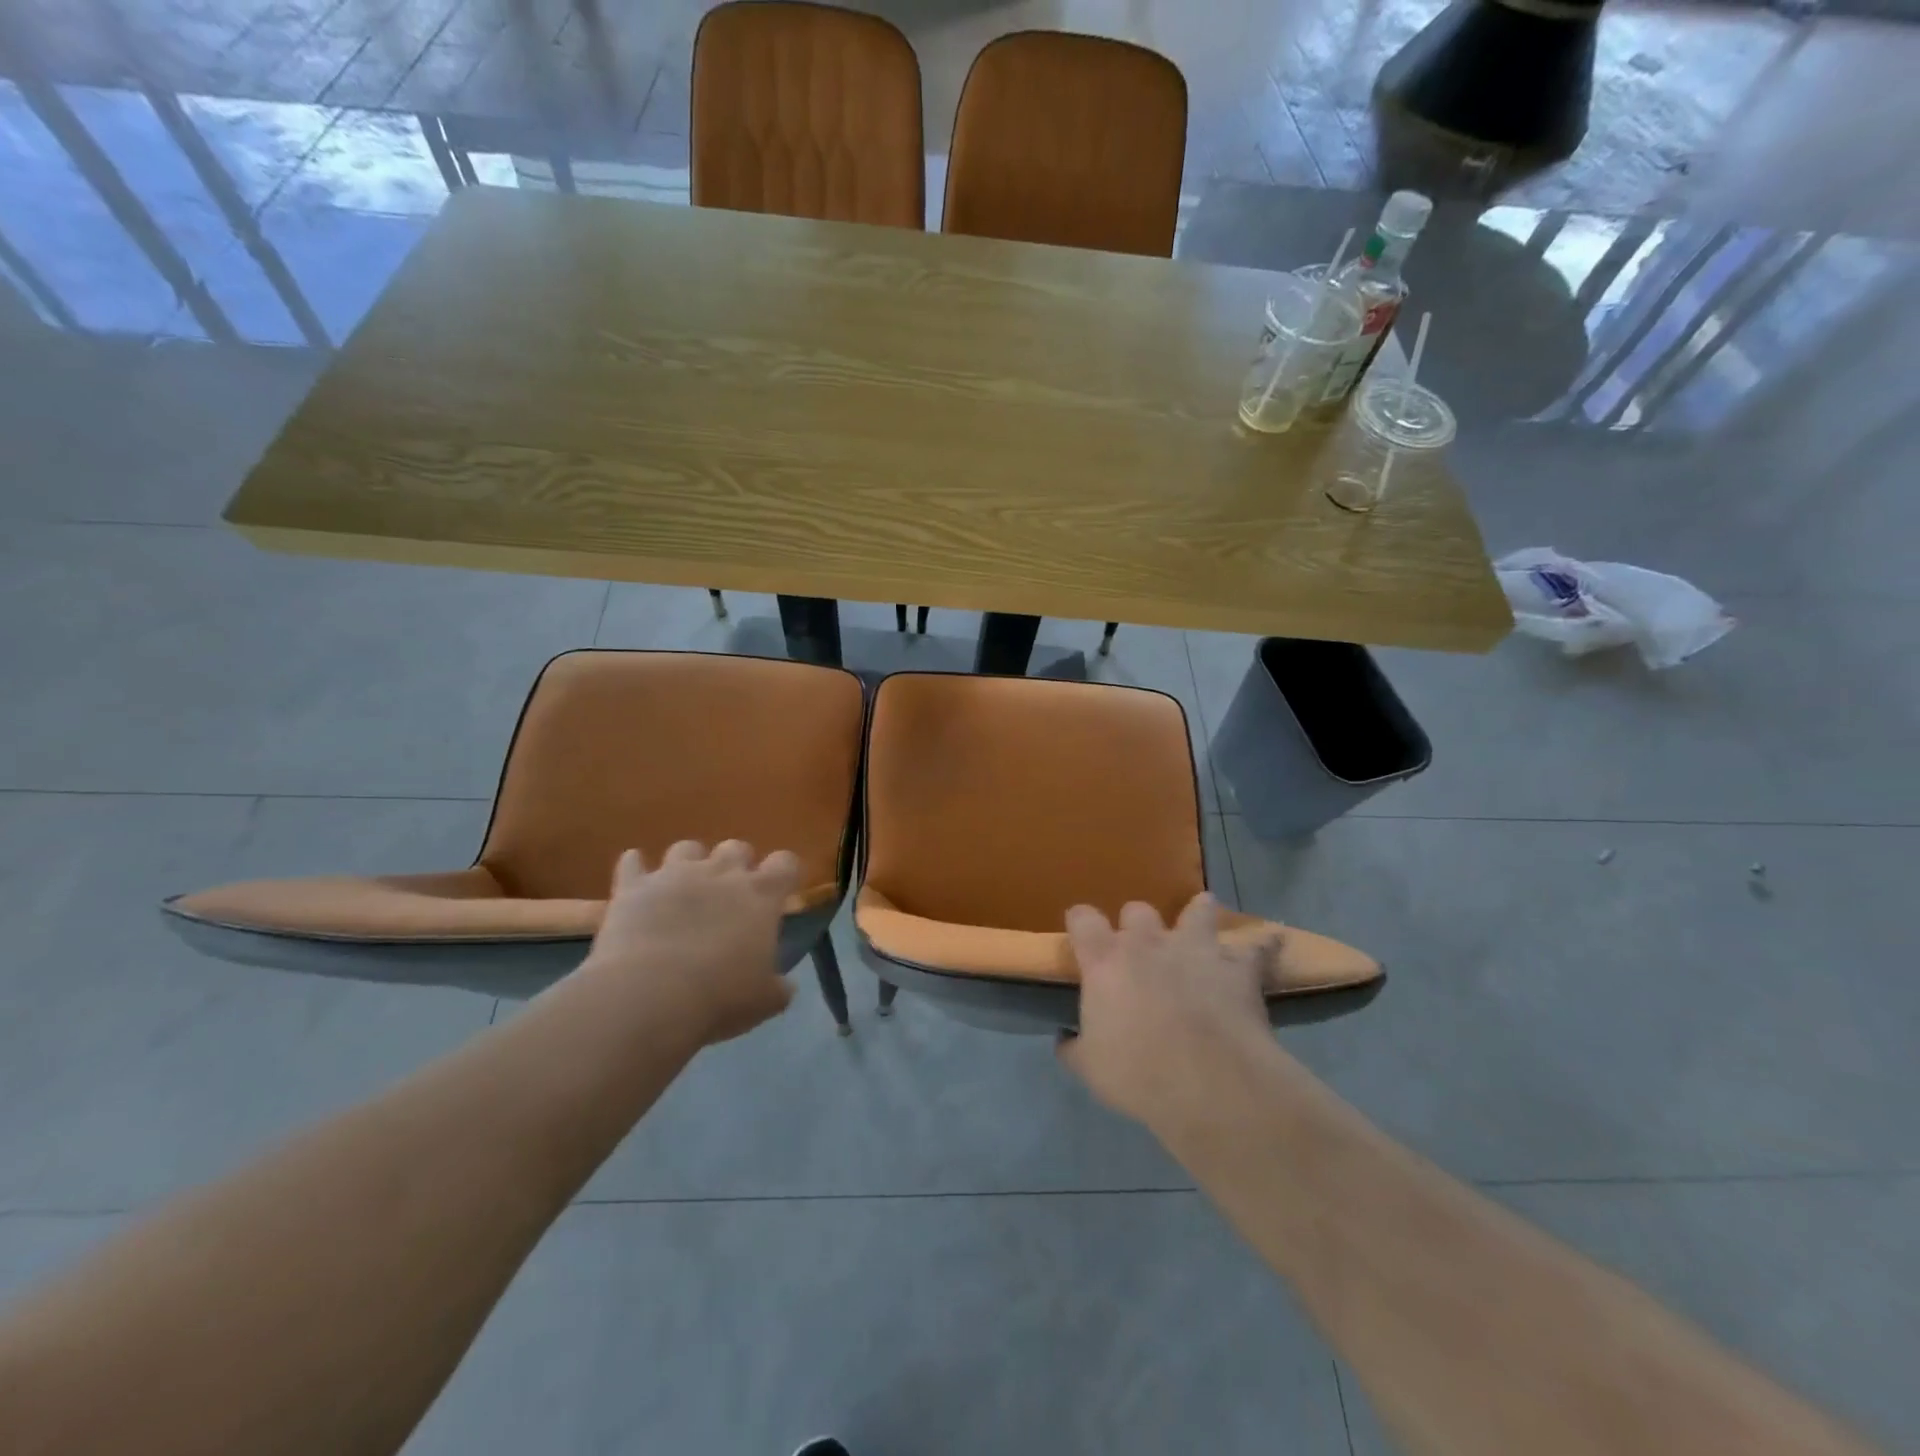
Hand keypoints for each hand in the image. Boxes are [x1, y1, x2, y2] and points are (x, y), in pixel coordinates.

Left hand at [582, 841, 800, 1048]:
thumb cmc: (720, 998)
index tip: (782, 892)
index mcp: (761, 895)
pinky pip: (632, 862)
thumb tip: (783, 986)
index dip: (785, 874)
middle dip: (737, 865)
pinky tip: (637, 885)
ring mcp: (674, 874)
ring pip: (687, 848)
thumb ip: (777, 988)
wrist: (649, 997)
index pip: (785, 863)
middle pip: (736, 848)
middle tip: (731, 896)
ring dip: (689, 863)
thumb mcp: (764, 1002)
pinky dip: (635, 869)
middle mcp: (721, 873)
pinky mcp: (633, 886)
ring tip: (684, 889)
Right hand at [1057, 895, 1277, 1129]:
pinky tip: (1272, 942)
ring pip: (1197, 911)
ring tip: (1201, 916)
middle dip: (1137, 923)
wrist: (1208, 1083)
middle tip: (1141, 946)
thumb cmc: (1137, 1073)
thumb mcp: (1090, 1068)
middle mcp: (1148, 943)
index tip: (1081, 931)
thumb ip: (1075, 1047)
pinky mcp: (1238, 967)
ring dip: (1198, 914)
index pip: (1083, 919)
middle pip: (1138, 910)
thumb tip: (1065, 1040)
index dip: (1081, 921)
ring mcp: (1195, 950)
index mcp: (1105, 961)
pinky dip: (1264, 946)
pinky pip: (1257, 948)